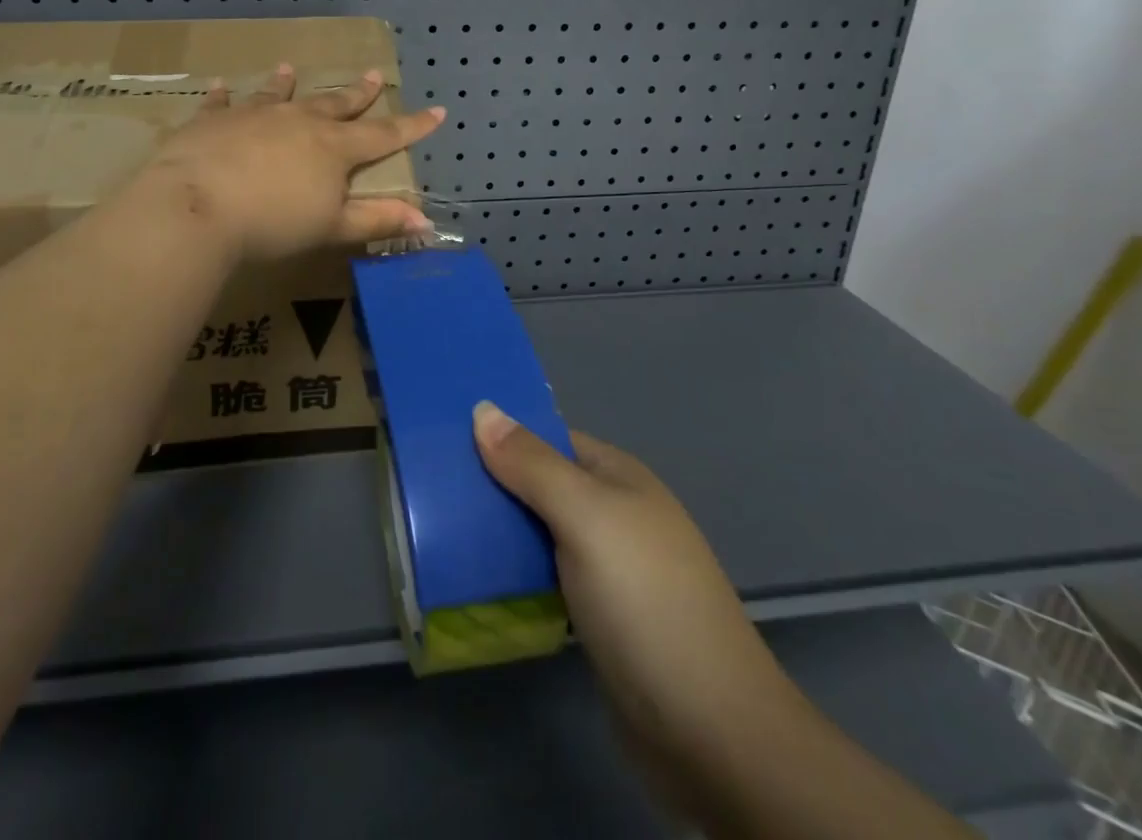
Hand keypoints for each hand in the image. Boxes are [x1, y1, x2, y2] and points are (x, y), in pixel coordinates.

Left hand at [140, 64, 445, 261]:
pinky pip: (220, 104)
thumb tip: (426, 220)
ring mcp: (253, 115)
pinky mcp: (212, 120)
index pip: (382, 135)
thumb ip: (377, 221)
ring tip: (289, 69)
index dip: (412, 126)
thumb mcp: (332, 228)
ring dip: (285, 83)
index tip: (437, 111)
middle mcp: (298, 121)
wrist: (196, 207)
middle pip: (334, 104)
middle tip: (373, 75)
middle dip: (357, 93)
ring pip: (277, 95)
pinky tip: (220, 86)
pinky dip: (222, 96)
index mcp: (333, 148)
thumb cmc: (272, 223)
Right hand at [471, 405, 793, 762]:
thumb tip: (482, 409)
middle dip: (492, 484)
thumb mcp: (585, 517)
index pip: (548, 438)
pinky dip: (515, 574)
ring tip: (438, 526)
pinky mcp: (599, 619)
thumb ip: (532, 465)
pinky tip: (477, 578)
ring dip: (499, 531)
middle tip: (430, 487)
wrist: (711, 732)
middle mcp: (615, 515)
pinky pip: (545, 579)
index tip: (443, 436)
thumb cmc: (645, 601)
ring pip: (540, 533)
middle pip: (541, 484)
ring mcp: (609, 570)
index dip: (501, 432)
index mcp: (617, 477)